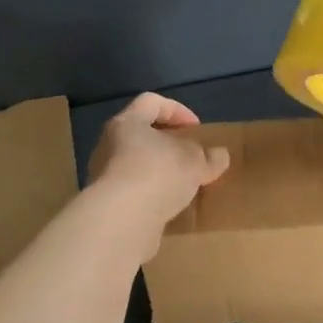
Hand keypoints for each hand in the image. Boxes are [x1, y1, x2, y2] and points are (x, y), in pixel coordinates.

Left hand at [87, 92, 230, 235]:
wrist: (121, 220)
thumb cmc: (158, 174)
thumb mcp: (195, 162)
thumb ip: (209, 156)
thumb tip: (219, 155)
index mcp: (128, 123)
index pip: (151, 102)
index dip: (177, 110)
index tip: (196, 128)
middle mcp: (109, 144)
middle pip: (140, 134)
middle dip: (166, 143)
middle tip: (188, 155)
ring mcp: (103, 174)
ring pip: (134, 163)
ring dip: (157, 170)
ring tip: (180, 184)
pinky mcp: (105, 203)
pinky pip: (131, 190)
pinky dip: (149, 193)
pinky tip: (167, 206)